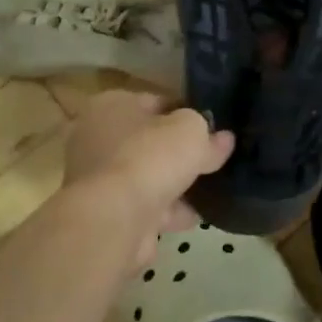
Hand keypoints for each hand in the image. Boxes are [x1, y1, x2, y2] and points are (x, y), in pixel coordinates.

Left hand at [59, 90, 233, 274]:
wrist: (114, 219)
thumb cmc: (150, 156)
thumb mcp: (192, 131)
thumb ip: (208, 132)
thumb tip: (224, 139)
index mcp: (111, 106)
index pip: (155, 102)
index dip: (185, 112)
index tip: (211, 127)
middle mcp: (97, 139)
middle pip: (149, 142)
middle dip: (179, 152)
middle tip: (212, 158)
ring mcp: (98, 180)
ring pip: (147, 176)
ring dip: (175, 185)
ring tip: (211, 191)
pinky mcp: (105, 213)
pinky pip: (144, 206)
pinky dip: (167, 211)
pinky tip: (195, 216)